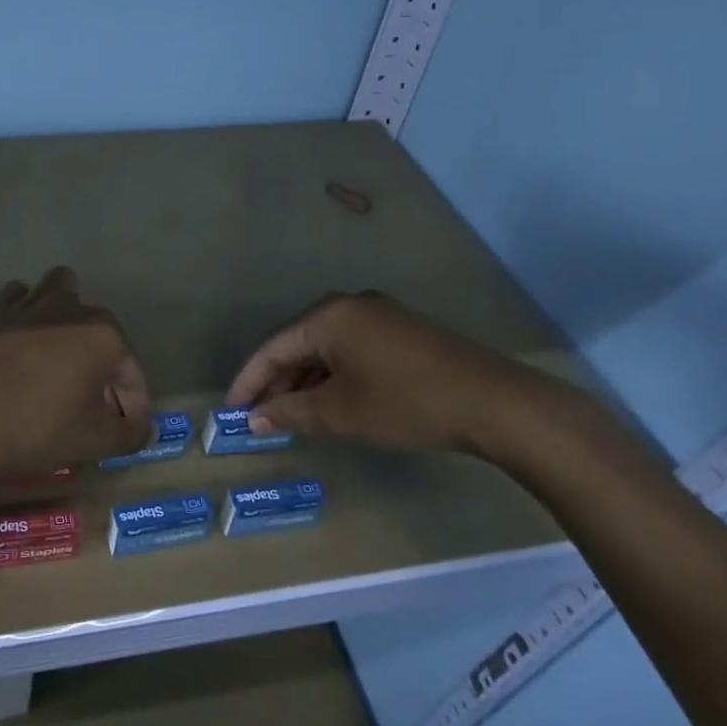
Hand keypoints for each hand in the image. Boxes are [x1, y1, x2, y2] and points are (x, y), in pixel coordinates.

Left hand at [0, 266, 152, 478]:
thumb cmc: (37, 427)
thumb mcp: (94, 441)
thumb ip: (130, 433)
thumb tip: (144, 428)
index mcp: (103, 333)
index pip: (131, 371)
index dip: (133, 404)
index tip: (123, 431)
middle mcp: (70, 308)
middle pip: (99, 329)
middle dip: (101, 361)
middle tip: (91, 400)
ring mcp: (28, 305)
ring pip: (57, 292)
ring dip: (64, 316)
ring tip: (57, 355)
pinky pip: (17, 302)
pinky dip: (24, 316)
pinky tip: (20, 344)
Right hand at [225, 290, 564, 454]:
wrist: (495, 403)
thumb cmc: (406, 402)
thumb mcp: (341, 413)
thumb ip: (291, 412)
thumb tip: (255, 419)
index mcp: (328, 316)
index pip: (272, 347)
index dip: (248, 381)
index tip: (231, 412)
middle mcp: (350, 306)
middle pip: (298, 344)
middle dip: (277, 382)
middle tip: (261, 418)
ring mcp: (380, 316)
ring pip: (326, 349)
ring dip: (306, 382)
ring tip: (292, 416)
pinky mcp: (402, 333)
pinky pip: (352, 351)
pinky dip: (334, 377)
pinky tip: (332, 403)